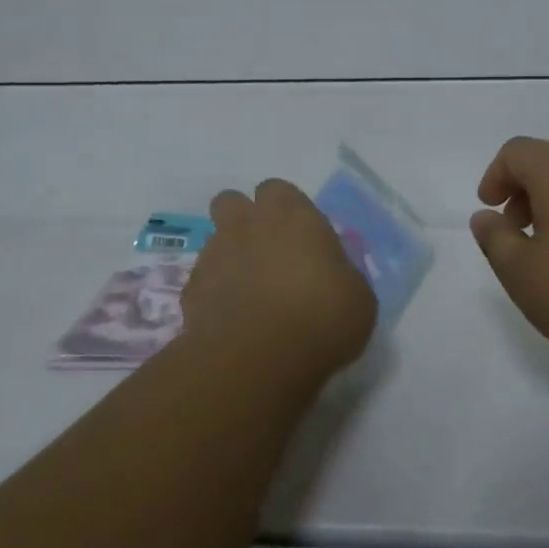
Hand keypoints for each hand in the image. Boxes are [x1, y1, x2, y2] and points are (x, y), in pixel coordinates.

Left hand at [183, 178, 377, 373]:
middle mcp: (248, 224)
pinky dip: (214, 293)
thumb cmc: (322, 318)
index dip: (285, 209)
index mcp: (292, 214)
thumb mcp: (358, 296)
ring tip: (249, 291)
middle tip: (265, 251)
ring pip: (214, 240)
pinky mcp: (191, 289)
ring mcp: (214, 254)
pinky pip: (203, 280)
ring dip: (229, 256)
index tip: (298, 236)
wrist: (259, 358)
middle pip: (232, 201)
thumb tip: (331, 275)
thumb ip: (340, 273)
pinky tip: (232, 320)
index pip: (278, 189)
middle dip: (243, 219)